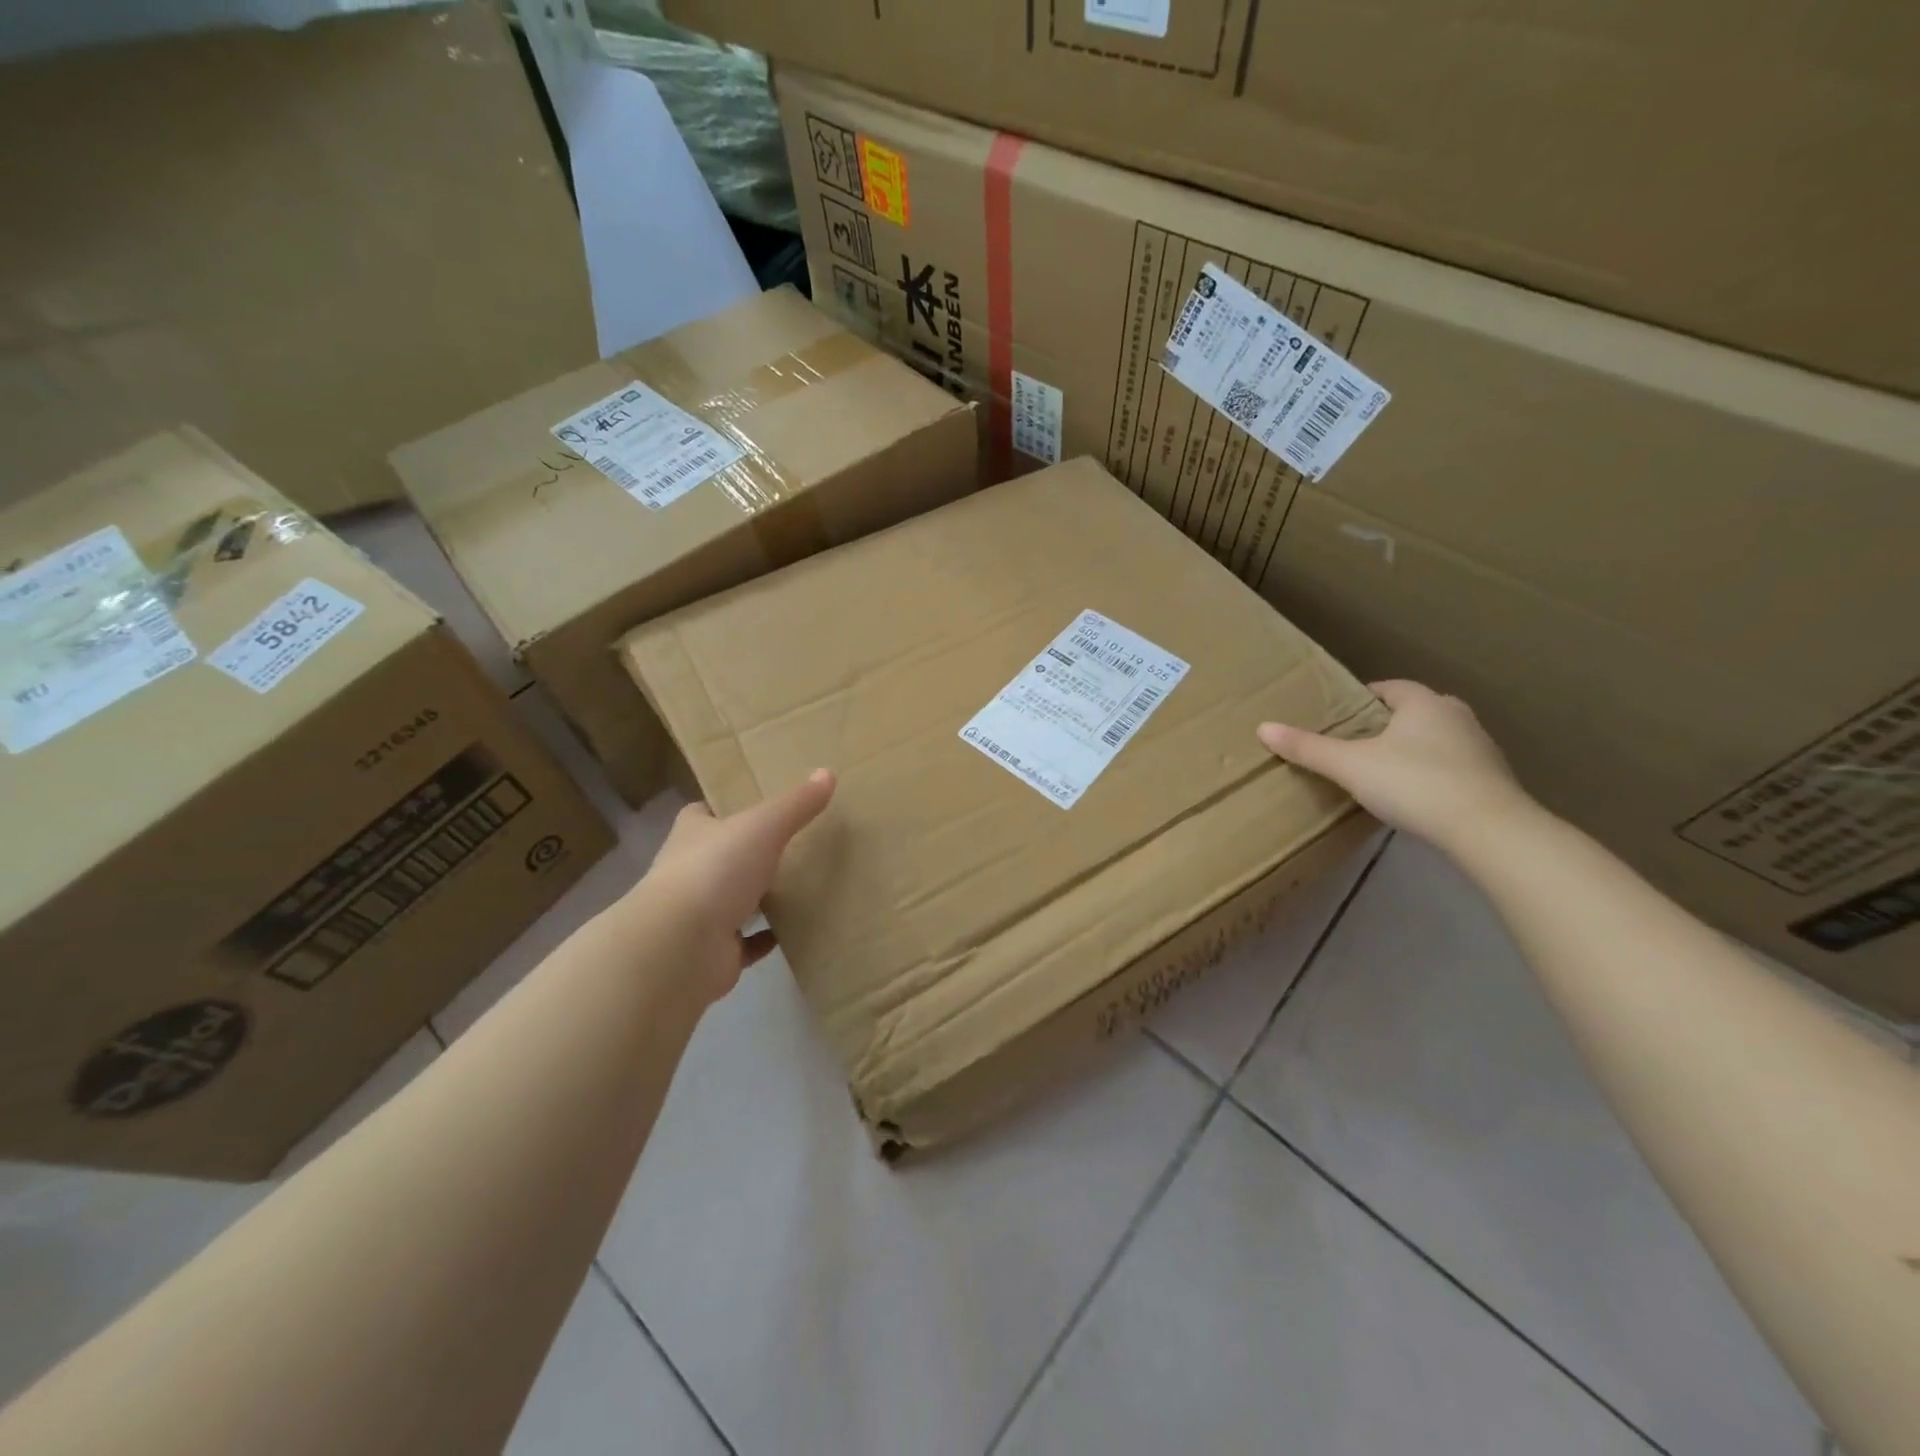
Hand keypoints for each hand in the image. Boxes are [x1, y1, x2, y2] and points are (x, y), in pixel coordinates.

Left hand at [640, 769, 835, 1000]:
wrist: (680, 947)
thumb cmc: (716, 871)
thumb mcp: (763, 827)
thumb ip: (796, 804)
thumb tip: (828, 772)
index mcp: (693, 834)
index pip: (704, 813)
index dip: (726, 807)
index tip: (759, 803)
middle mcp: (690, 871)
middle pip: (722, 855)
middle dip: (749, 852)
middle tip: (793, 843)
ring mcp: (699, 915)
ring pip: (734, 899)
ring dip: (759, 896)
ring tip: (801, 884)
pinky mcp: (714, 951)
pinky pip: (746, 942)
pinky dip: (765, 938)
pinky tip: (793, 929)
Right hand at [1257, 681, 1531, 850]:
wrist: (1489, 829)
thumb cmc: (1414, 783)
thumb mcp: (1350, 766)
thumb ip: (1308, 748)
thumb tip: (1263, 728)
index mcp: (1423, 703)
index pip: (1389, 688)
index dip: (1362, 699)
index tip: (1339, 715)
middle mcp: (1456, 715)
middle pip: (1414, 711)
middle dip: (1386, 724)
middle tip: (1355, 744)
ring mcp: (1480, 747)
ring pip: (1436, 738)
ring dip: (1412, 749)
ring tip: (1381, 771)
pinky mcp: (1492, 779)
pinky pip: (1452, 766)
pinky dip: (1431, 773)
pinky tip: (1414, 796)